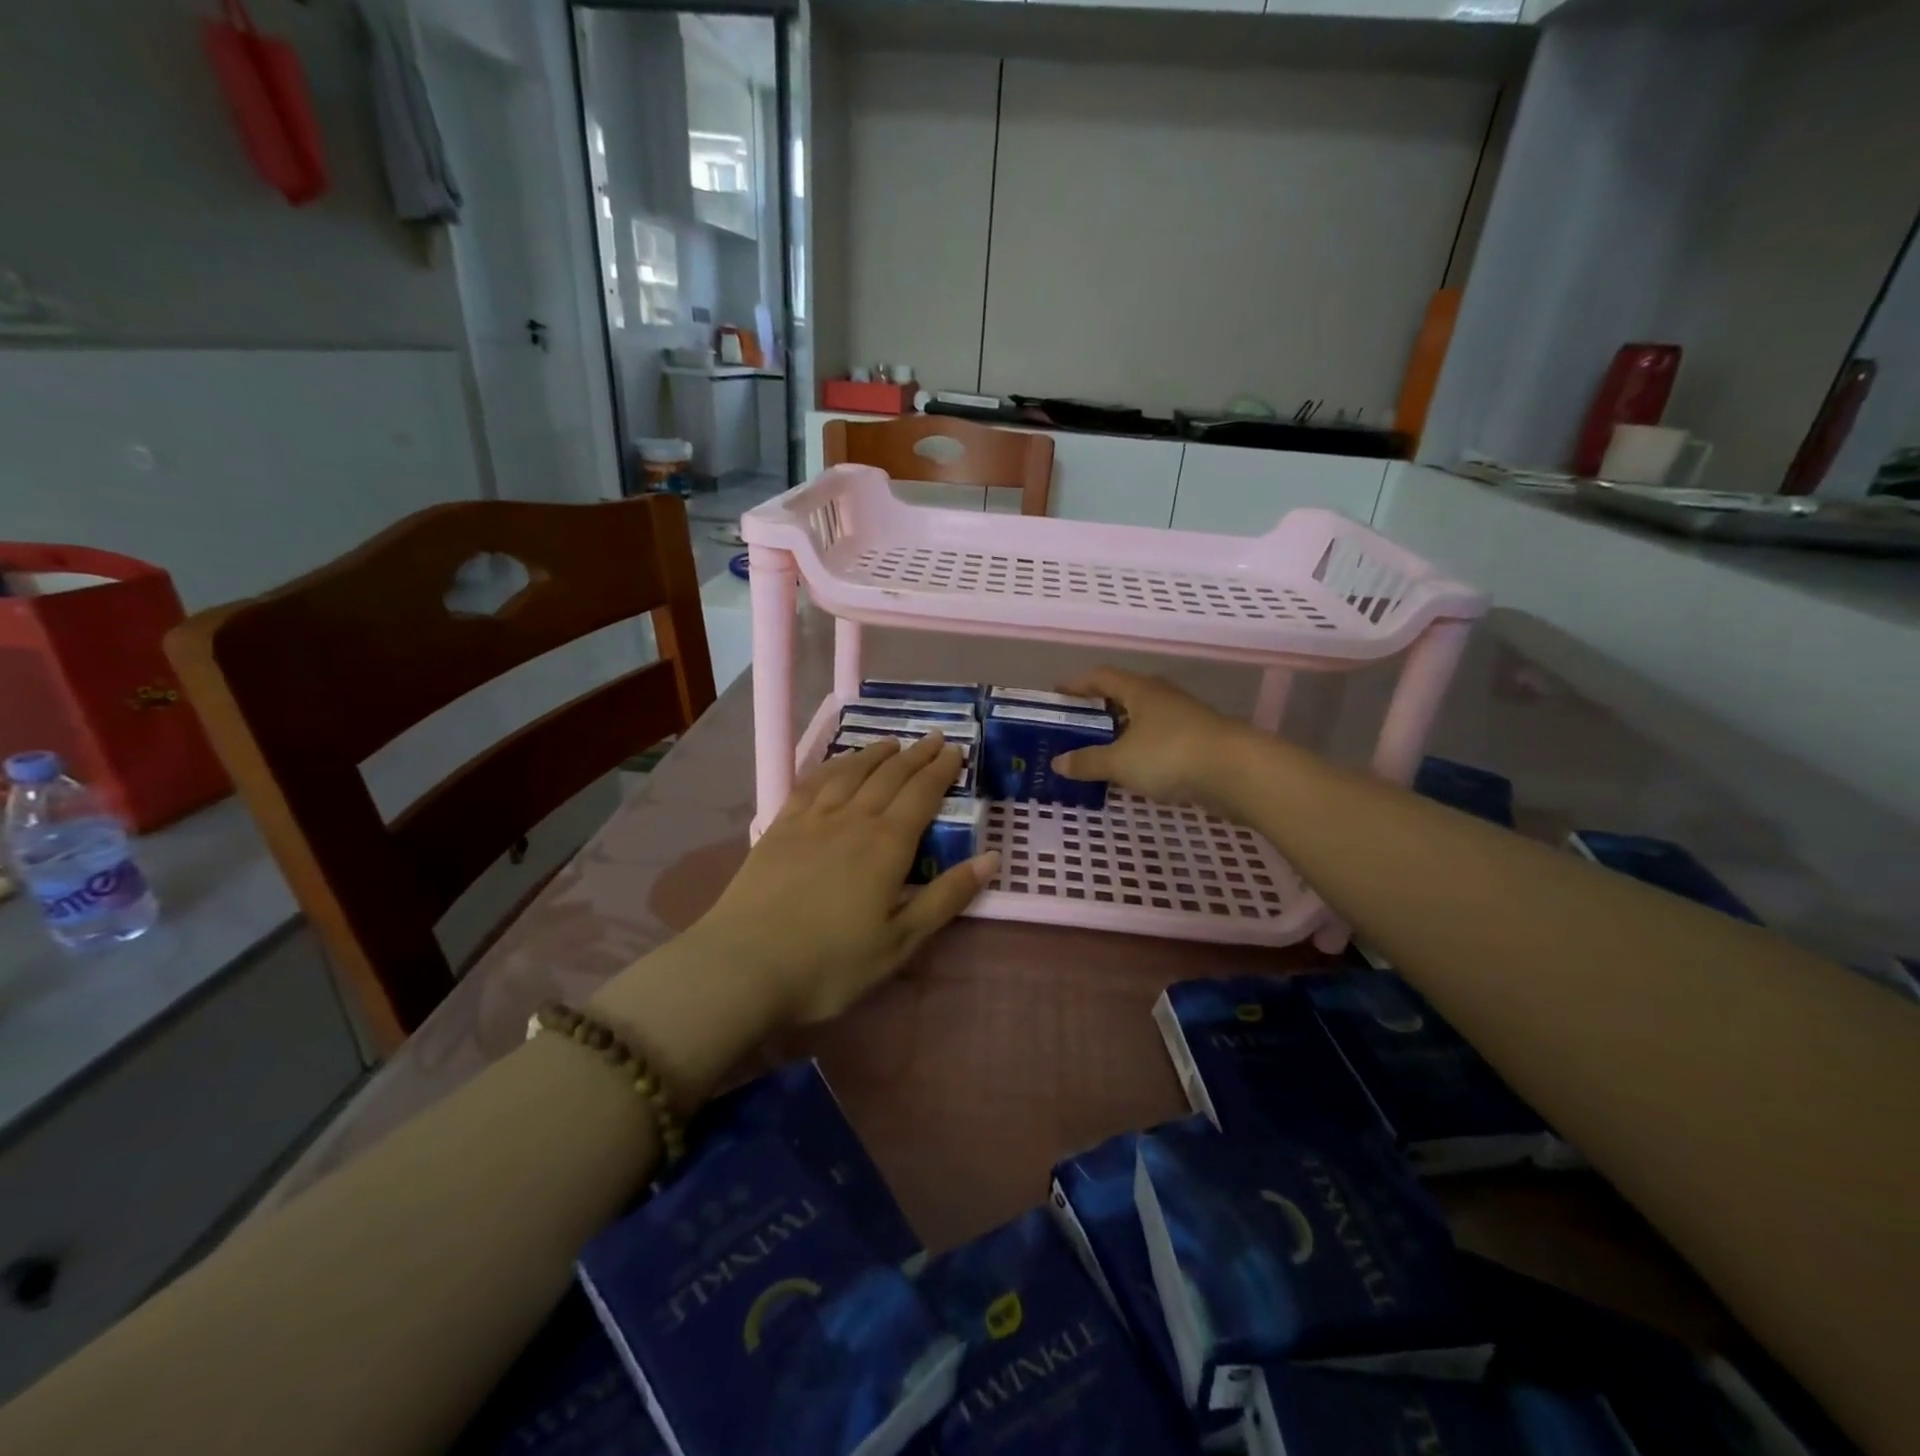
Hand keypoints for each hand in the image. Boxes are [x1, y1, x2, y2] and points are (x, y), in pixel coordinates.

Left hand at [691, 734, 996, 1023]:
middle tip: (935, 738)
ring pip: (850, 772)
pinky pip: (811, 783)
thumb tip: (991, 858)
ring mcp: (811, 820)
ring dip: (875, 753)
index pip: (922, 795)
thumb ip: (946, 897)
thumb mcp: (900, 942)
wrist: (744, 966)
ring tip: (892, 742)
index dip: (941, 770)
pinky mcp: (779, 828)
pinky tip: (837, 763)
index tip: (956, 751)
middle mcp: (852, 820)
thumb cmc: (830, 963)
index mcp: (886, 845)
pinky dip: (831, 766)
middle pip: (889, 776)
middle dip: (916, 755)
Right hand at [1051, 667, 1247, 806]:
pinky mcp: (1198, 742)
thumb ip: (1088, 761)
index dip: (1076, 684)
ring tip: (1099, 753)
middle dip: (1098, 711)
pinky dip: (1141, 751)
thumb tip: (1058, 763)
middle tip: (1075, 728)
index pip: (1100, 676)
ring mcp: (1183, 718)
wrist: (1236, 771)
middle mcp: (1161, 697)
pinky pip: (1159, 741)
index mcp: (1139, 690)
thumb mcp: (1120, 761)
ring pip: (1143, 720)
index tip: (1056, 695)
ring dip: (1121, 733)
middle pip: (1122, 696)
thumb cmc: (1169, 754)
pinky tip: (1133, 771)